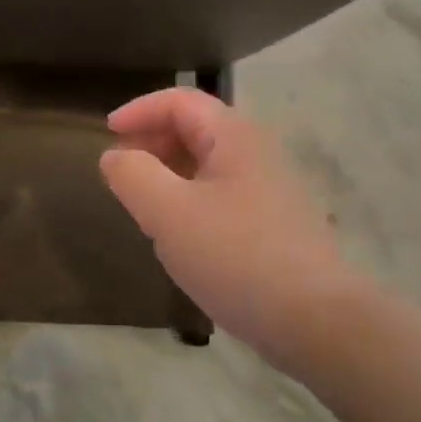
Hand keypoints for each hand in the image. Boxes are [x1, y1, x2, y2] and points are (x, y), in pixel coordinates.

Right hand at [100, 89, 352, 365]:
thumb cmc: (235, 256)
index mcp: (234, 136)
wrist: (315, 320)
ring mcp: (271, 189)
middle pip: (196, 128)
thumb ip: (133, 175)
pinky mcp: (275, 224)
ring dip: (170, 173)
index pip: (180, 101)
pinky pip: (222, 195)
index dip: (139, 111)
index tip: (106, 135)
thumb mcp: (168, 213)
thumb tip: (115, 155)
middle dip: (152, 141)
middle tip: (121, 172)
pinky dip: (191, 199)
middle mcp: (257, 152)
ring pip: (209, 164)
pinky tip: (181, 235)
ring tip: (143, 205)